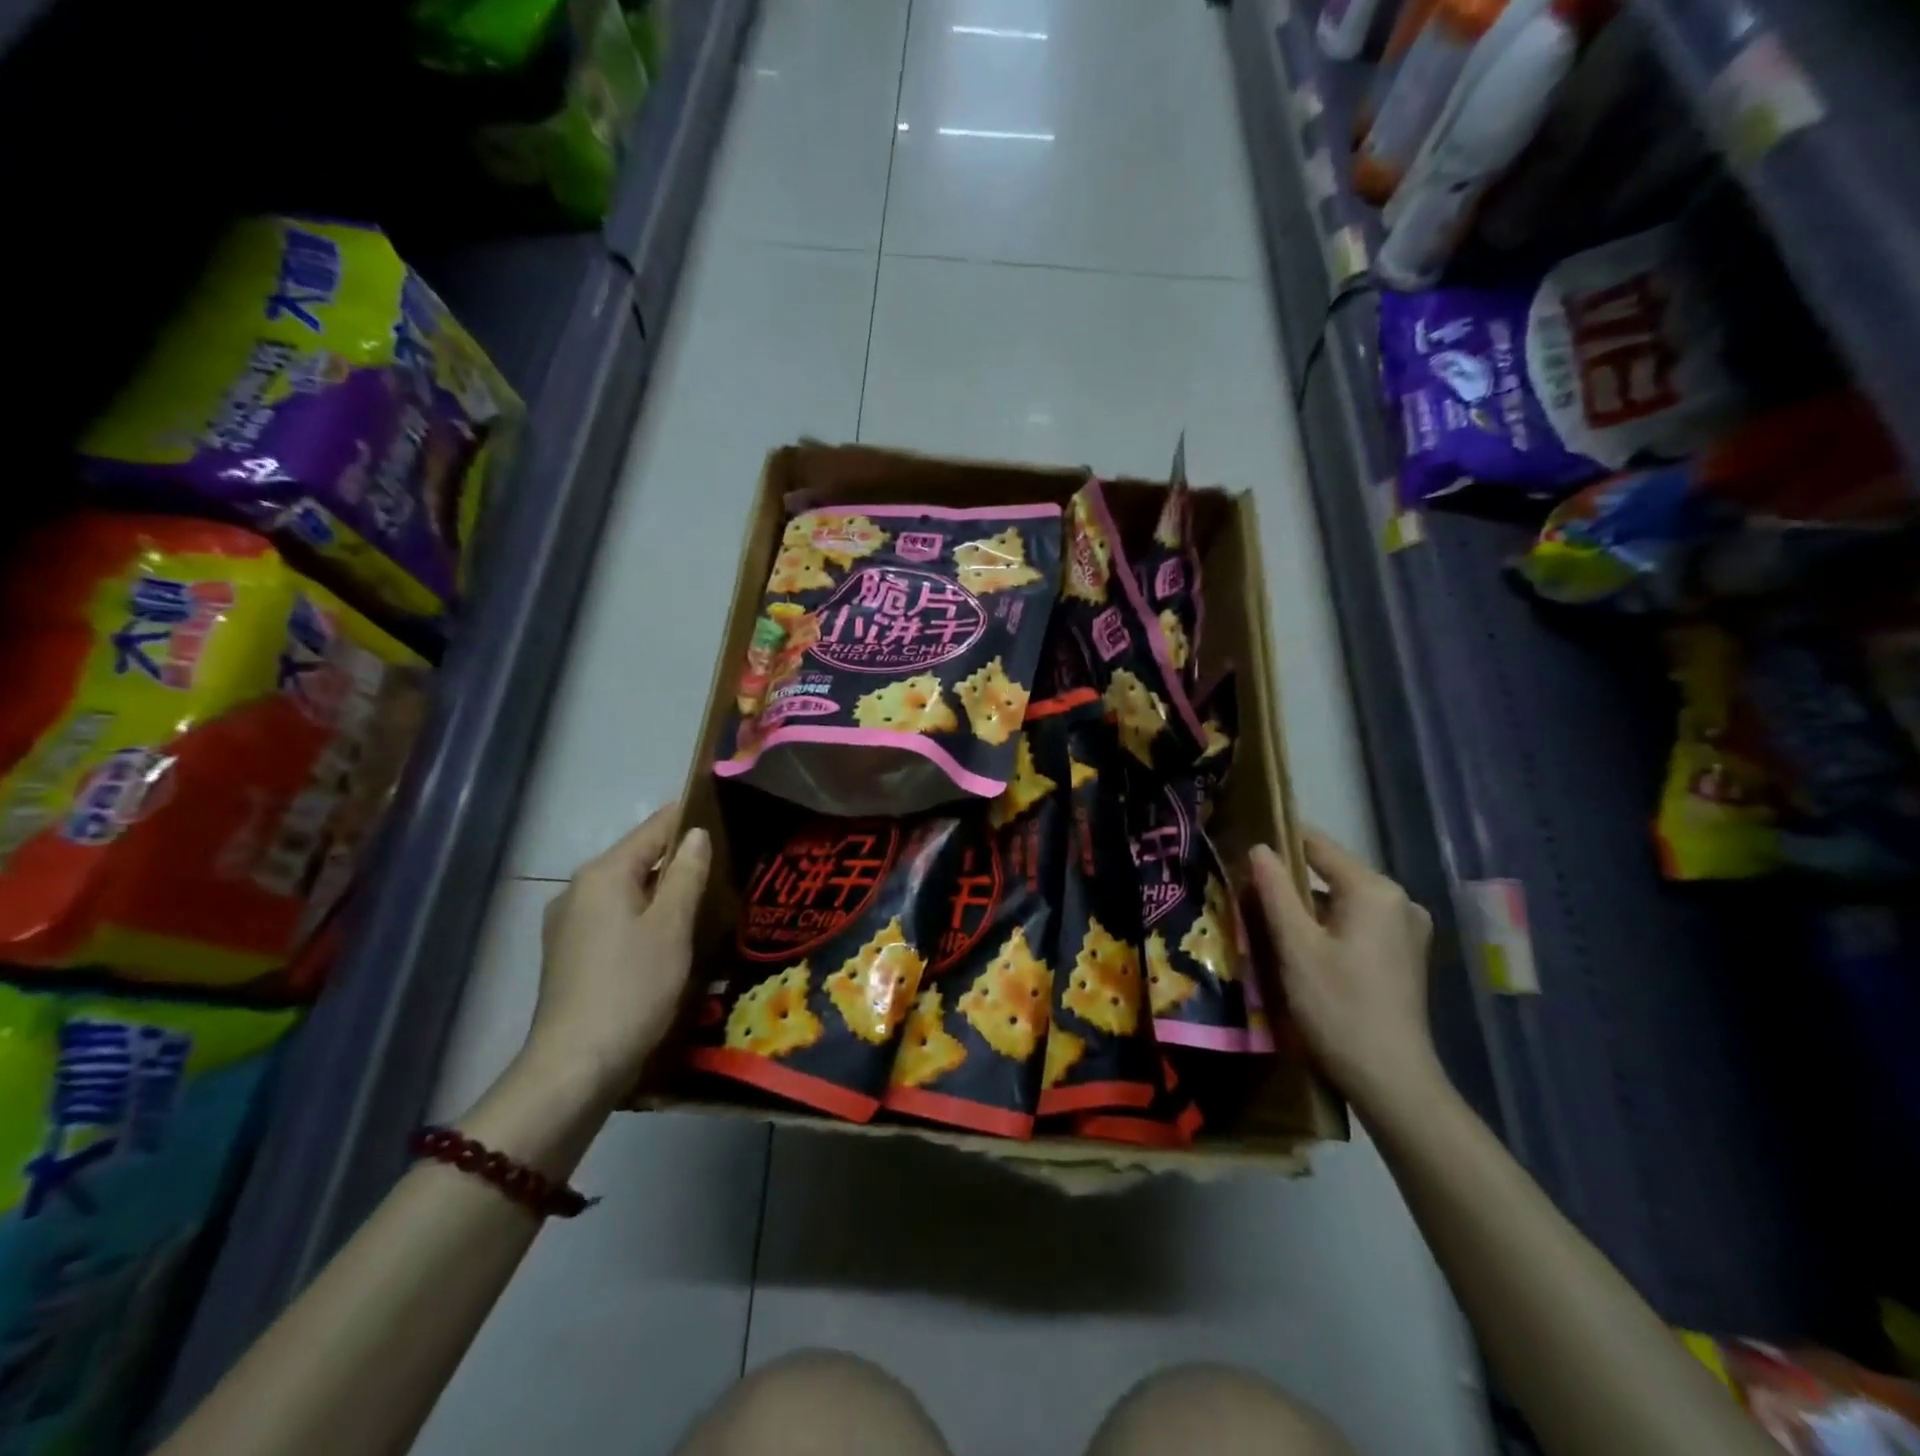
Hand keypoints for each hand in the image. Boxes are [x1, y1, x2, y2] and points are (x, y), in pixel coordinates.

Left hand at [523, 805, 711, 1104]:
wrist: (575, 1066)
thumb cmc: (632, 987)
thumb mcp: (672, 926)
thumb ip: (686, 873)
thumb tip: (696, 833)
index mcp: (603, 874)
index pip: (653, 829)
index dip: (689, 818)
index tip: (727, 814)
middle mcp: (578, 890)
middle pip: (638, 859)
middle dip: (679, 860)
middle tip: (727, 864)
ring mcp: (569, 924)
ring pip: (627, 892)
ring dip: (663, 892)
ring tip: (706, 900)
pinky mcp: (569, 955)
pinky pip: (615, 919)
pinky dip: (644, 918)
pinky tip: (670, 938)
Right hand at [1249, 829, 1441, 1117]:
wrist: (1391, 1079)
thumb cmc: (1338, 1007)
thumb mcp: (1296, 946)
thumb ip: (1275, 891)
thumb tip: (1259, 848)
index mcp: (1375, 890)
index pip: (1318, 846)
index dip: (1279, 843)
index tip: (1243, 852)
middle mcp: (1399, 900)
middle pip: (1332, 873)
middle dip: (1290, 882)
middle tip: (1248, 896)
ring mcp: (1407, 929)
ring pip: (1343, 900)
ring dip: (1307, 908)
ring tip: (1268, 924)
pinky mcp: (1404, 954)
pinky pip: (1358, 922)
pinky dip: (1328, 927)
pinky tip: (1303, 950)